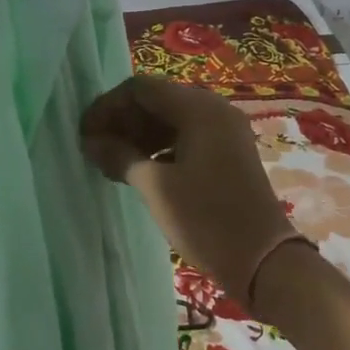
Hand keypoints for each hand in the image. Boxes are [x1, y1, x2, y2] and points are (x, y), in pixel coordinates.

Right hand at [81, 75, 298, 296]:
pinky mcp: (227, 152)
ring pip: (170, 119)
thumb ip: (120, 156)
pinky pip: (185, 136)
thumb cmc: (207, 220)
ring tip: (112, 163)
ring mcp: (224, 130)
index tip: (85, 135)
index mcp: (199, 108)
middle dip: (122, 121)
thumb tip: (91, 142)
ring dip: (138, 135)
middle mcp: (214, 109)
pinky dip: (159, 147)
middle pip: (156, 100)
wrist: (264, 261)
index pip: (140, 88)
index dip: (107, 107)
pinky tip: (139, 171)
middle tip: (95, 150)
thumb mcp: (156, 188)